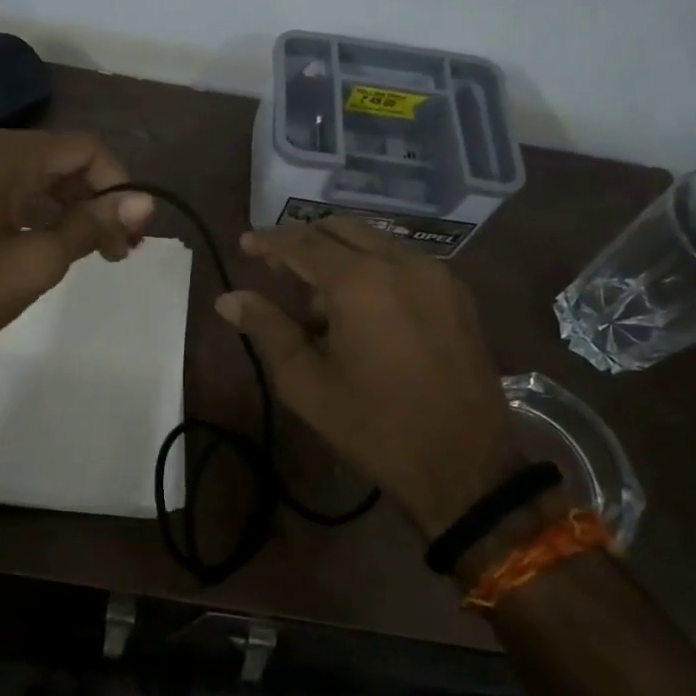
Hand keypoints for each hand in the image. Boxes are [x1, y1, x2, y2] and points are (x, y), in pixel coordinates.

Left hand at [0, 129, 152, 376]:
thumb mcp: (36, 262)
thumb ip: (91, 225)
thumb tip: (144, 201)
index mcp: (4, 156)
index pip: (85, 148)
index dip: (119, 184)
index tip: (133, 232)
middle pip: (61, 158)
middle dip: (97, 198)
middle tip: (119, 248)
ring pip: (35, 174)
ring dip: (69, 206)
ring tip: (92, 251)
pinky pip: (7, 187)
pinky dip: (37, 209)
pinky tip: (48, 242)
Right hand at [215, 218, 522, 536]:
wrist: (466, 465)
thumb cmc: (375, 427)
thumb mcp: (307, 383)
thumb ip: (267, 329)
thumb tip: (228, 299)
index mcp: (359, 281)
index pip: (303, 242)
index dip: (269, 240)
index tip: (245, 243)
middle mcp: (400, 262)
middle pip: (340, 229)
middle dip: (304, 241)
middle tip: (277, 269)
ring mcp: (435, 274)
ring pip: (374, 241)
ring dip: (339, 255)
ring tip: (317, 301)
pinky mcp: (457, 293)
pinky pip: (403, 261)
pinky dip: (373, 267)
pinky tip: (361, 308)